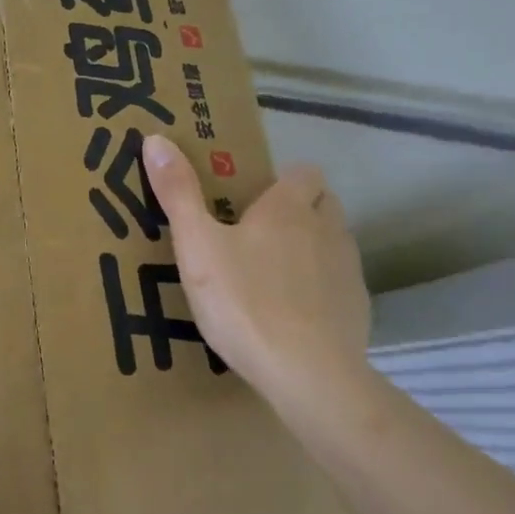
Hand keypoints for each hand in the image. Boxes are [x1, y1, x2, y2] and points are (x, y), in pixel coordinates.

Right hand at [143, 134, 374, 413]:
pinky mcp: (358, 310)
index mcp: (289, 208)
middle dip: (300, 210)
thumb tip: (155, 138)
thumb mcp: (198, 247)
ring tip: (274, 276)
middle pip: (323, 203)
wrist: (308, 374)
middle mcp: (327, 229)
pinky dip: (322, 291)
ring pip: (334, 243)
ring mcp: (349, 271)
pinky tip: (295, 317)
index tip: (254, 199)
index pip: (304, 171)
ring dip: (312, 248)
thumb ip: (178, 193)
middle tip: (260, 234)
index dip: (283, 180)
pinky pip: (340, 286)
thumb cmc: (245, 302)